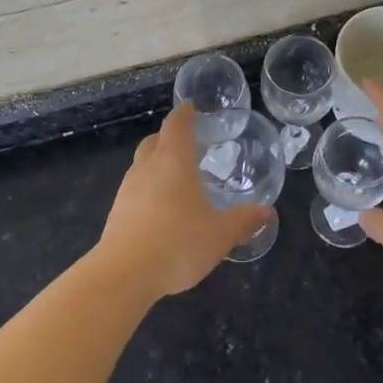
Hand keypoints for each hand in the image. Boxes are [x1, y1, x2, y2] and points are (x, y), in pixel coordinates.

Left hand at [94, 104, 272, 299]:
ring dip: (157, 165)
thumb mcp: (220, 234)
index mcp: (173, 161)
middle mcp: (147, 168)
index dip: (185, 114)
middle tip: (189, 144)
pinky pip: (135, 190)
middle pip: (155, 141)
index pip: (176, 125)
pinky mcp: (116, 212)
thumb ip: (244, 220)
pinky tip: (161, 210)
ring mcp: (127, 190)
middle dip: (169, 138)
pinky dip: (148, 190)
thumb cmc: (178, 242)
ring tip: (177, 179)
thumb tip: (266, 211)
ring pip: (142, 165)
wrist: (124, 274)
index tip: (192, 108)